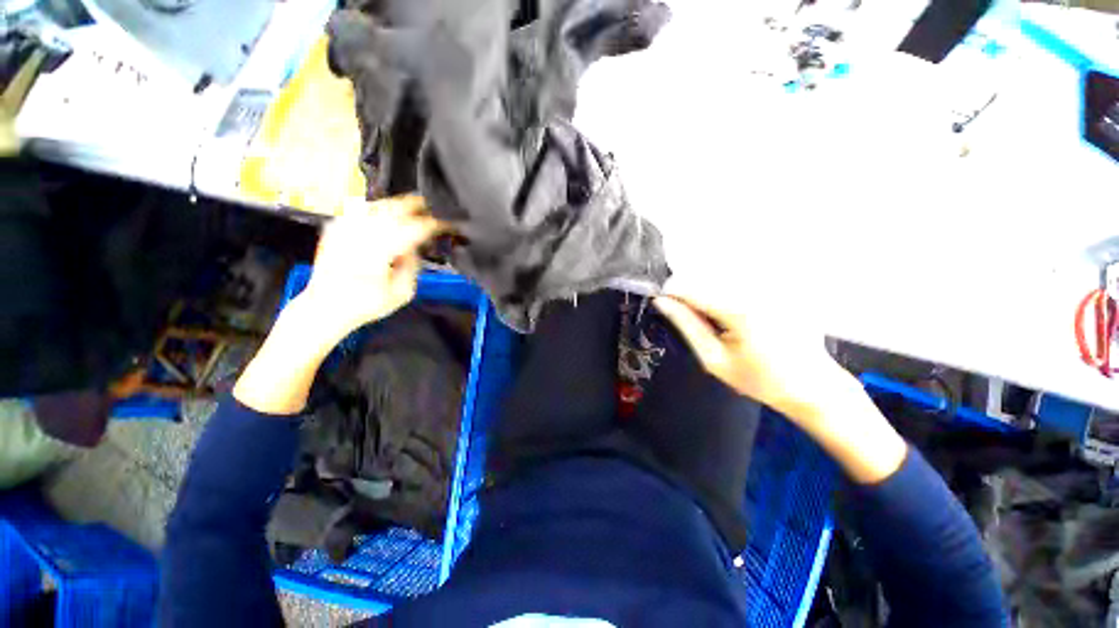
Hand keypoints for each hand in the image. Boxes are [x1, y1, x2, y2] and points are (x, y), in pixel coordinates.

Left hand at [233, 196, 437, 415]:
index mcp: (384, 248)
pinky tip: (385, 213)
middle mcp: (365, 231)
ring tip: (412, 207)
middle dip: (417, 206)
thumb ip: (412, 266)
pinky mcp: (336, 227)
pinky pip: (361, 209)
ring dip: (397, 205)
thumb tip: (413, 247)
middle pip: (396, 208)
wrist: (324, 306)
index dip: (436, 224)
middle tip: (433, 207)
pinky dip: (377, 208)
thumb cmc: (366, 304)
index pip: (417, 228)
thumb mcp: (403, 293)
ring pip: (378, 204)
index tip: (448, 225)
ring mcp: (347, 226)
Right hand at [654, 273, 906, 483]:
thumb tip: (662, 302)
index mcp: (739, 310)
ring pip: (723, 274)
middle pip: (707, 275)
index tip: (663, 301)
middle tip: (687, 313)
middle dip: (690, 291)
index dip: (672, 292)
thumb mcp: (714, 359)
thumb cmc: (759, 379)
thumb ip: (687, 325)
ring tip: (713, 317)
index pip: (692, 287)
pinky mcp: (781, 285)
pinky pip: (742, 278)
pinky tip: (731, 311)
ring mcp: (772, 284)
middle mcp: (757, 289)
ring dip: (708, 289)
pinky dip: (727, 289)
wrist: (812, 385)